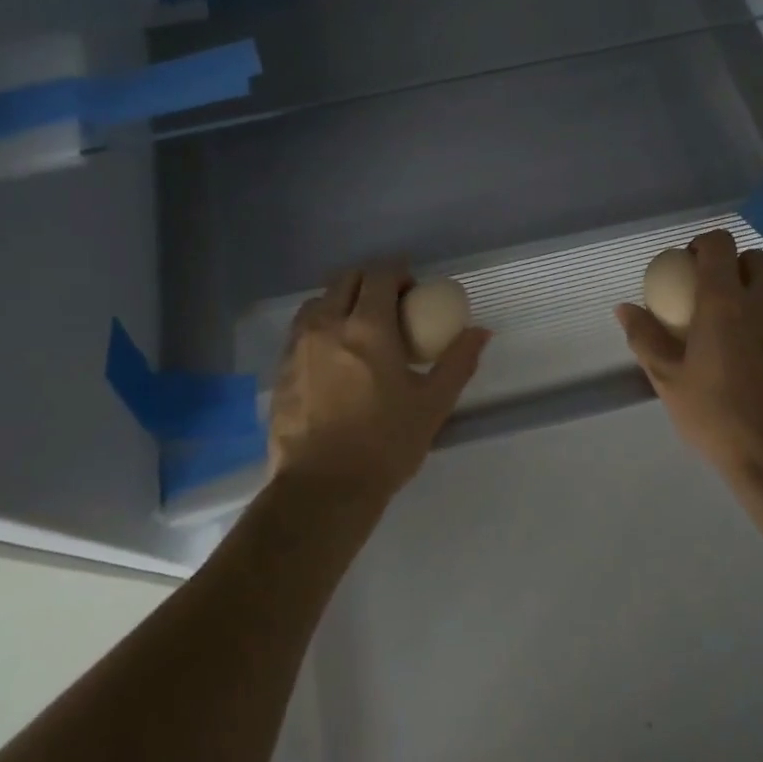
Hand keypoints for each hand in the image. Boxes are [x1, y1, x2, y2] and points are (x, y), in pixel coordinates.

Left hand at [268, 262, 490, 504]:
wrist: (322, 489)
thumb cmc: (384, 445)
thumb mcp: (432, 404)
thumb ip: (458, 362)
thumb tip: (481, 332)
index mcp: (368, 328)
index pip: (380, 274)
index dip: (398, 272)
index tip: (412, 290)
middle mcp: (328, 325)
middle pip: (346, 279)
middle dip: (370, 282)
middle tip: (390, 307)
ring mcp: (298, 345)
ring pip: (319, 301)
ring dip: (342, 301)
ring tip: (359, 330)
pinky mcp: (281, 368)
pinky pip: (301, 329)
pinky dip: (321, 326)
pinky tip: (334, 357)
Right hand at [616, 230, 762, 502]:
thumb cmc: (720, 420)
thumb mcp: (670, 382)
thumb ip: (646, 339)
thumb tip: (624, 308)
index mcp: (725, 302)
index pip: (719, 244)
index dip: (704, 245)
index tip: (691, 265)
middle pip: (754, 258)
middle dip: (734, 267)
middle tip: (719, 296)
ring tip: (754, 316)